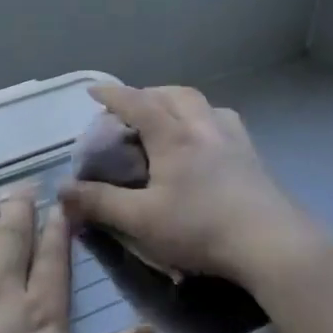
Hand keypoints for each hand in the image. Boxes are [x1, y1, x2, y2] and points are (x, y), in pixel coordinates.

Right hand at [58, 85, 328, 293]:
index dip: (112, 94)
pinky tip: (207, 141)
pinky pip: (224, 122)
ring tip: (169, 118)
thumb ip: (99, 203)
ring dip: (180, 102)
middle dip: (148, 94)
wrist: (271, 242)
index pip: (136, 103)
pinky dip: (206, 120)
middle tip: (132, 107)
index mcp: (173, 136)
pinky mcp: (253, 157)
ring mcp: (233, 139)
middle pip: (173, 94)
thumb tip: (62, 191)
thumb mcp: (141, 220)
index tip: (94, 90)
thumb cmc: (201, 227)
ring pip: (203, 104)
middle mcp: (203, 127)